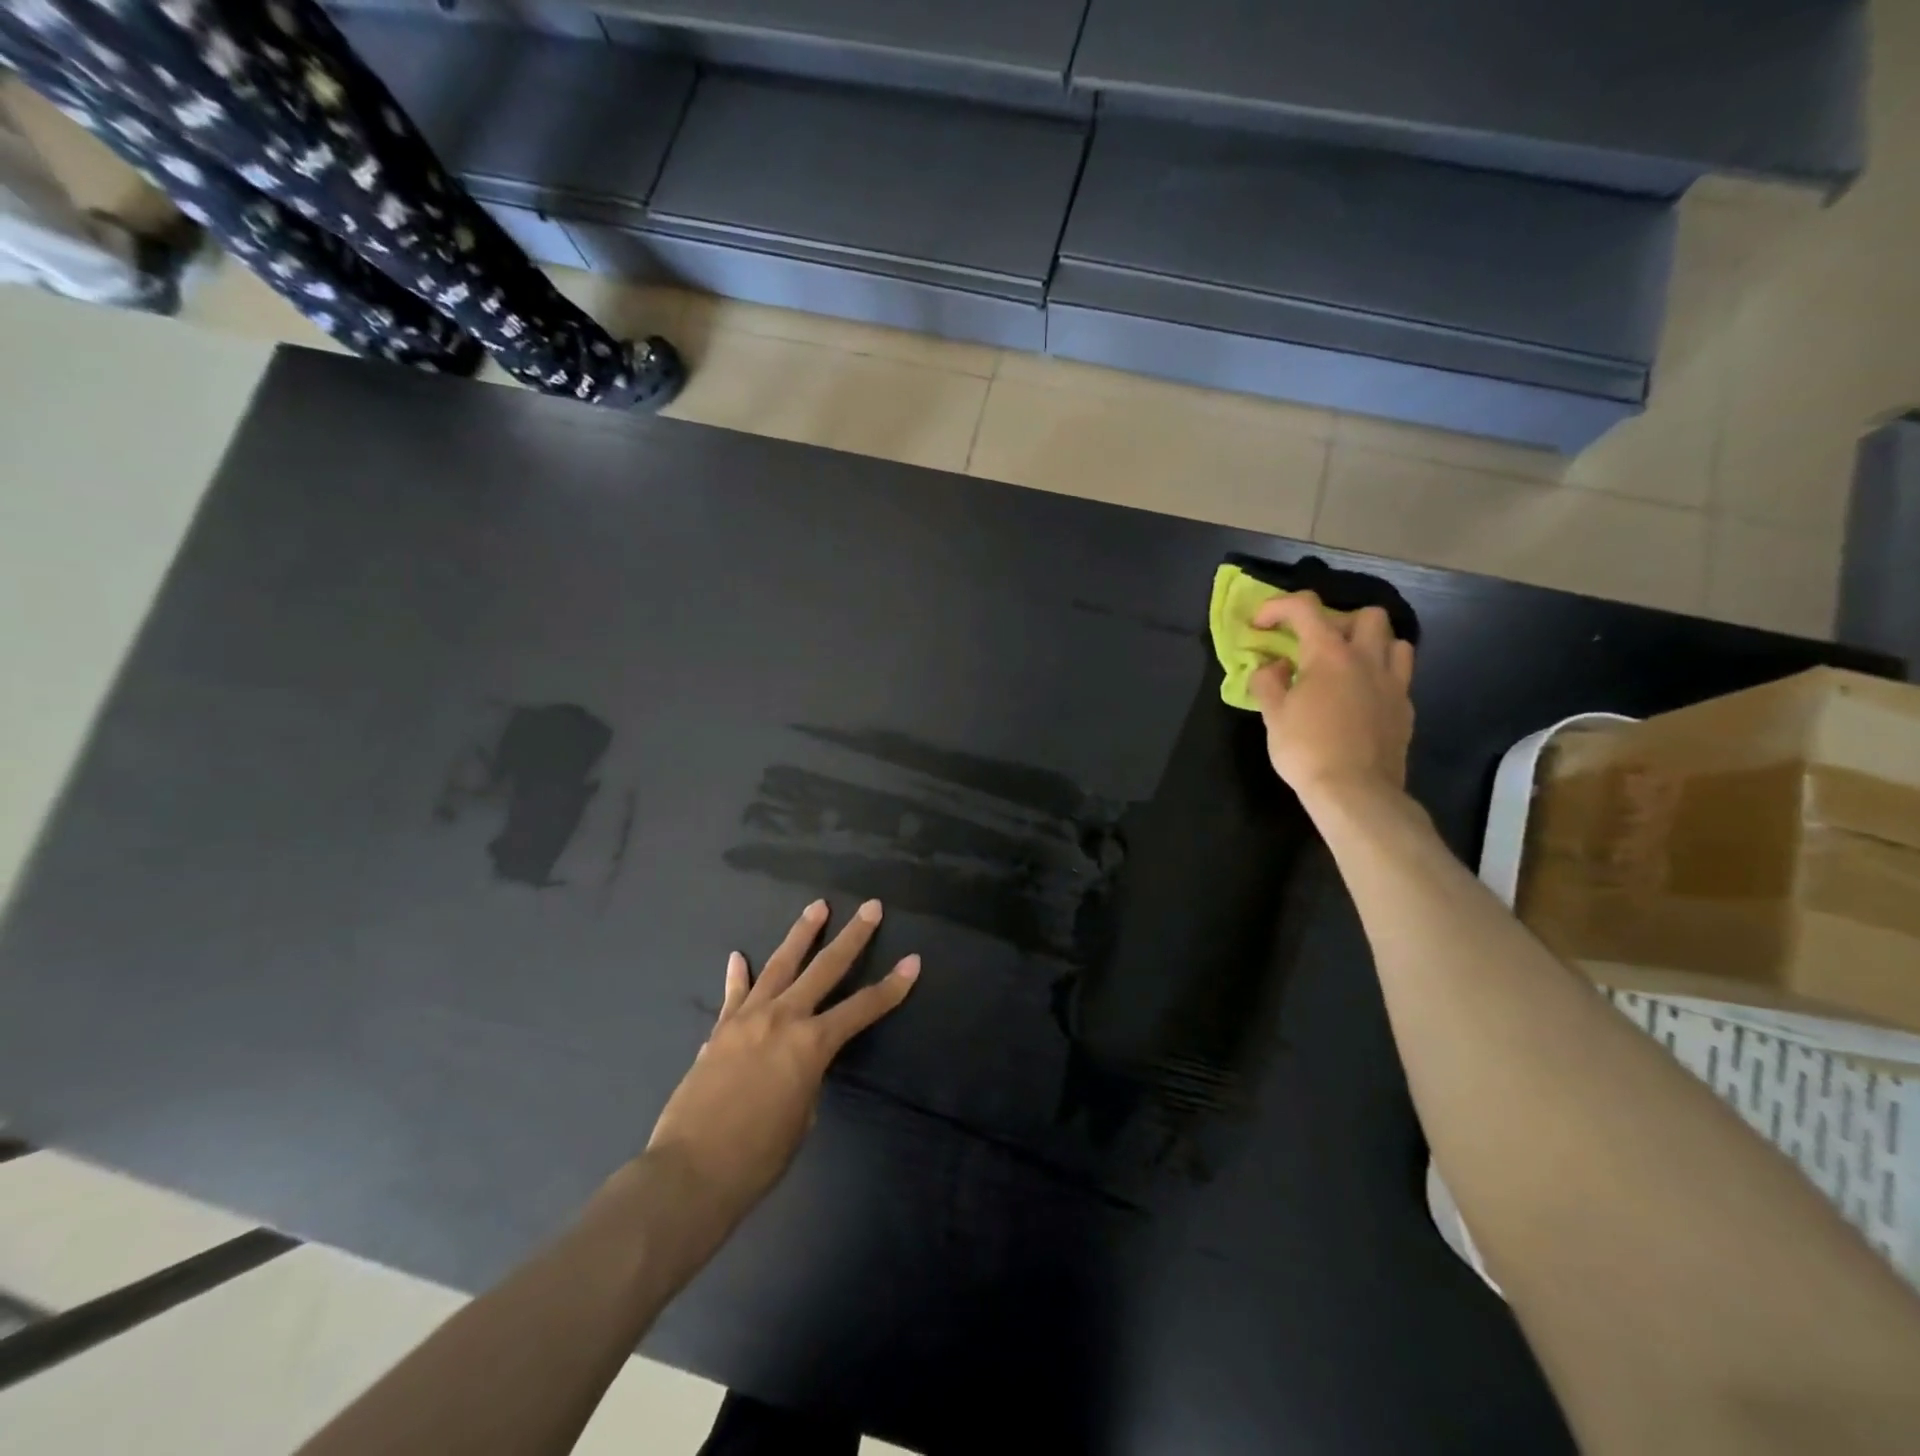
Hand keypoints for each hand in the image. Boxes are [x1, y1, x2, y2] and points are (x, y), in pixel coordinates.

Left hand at [644, 899, 918, 1227]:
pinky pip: (734, 994)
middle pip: (825, 967)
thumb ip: (806, 1078)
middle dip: (853, 936)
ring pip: (779, 965)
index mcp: (812, 1044)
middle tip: (871, 908)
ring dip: (801, 934)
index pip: (862, 1008)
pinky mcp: (720, 1029)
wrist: (690, 1171)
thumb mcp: (802, 1117)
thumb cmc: (758, 1157)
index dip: (892, 987)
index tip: (913, 961)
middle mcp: (783, 1018)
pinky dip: (738, 974)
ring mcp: (748, 1018)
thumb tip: (794, 1061)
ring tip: (817, 907)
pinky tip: (738, 956)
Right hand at [1247, 593, 1415, 799]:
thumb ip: (1268, 681)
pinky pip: (1399, 676)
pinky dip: (1379, 675)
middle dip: (1339, 620)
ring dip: (1371, 644)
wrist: (1355, 791)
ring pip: (1395, 641)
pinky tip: (1361, 697)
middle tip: (1316, 644)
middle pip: (1367, 615)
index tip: (1260, 625)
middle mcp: (1367, 659)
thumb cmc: (1306, 750)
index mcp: (1330, 655)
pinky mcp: (1405, 709)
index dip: (1278, 607)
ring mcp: (1393, 684)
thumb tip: (1274, 665)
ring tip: (1348, 664)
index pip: (1305, 608)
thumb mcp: (1273, 715)